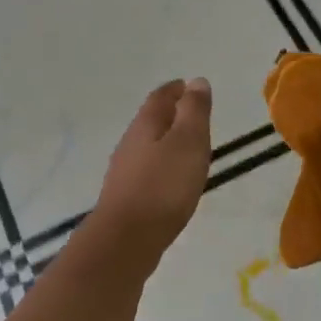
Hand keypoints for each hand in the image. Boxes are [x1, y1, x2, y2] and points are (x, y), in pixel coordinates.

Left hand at [92, 78, 212, 259]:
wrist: (127, 239)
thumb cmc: (164, 186)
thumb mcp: (188, 142)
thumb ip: (194, 111)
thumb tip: (196, 81)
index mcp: (145, 124)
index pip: (160, 97)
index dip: (176, 90)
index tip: (188, 86)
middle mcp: (130, 142)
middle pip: (151, 120)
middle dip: (170, 114)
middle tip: (191, 114)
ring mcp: (124, 171)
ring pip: (147, 146)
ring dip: (165, 141)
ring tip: (186, 147)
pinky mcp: (126, 197)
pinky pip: (146, 170)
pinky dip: (161, 165)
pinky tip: (171, 180)